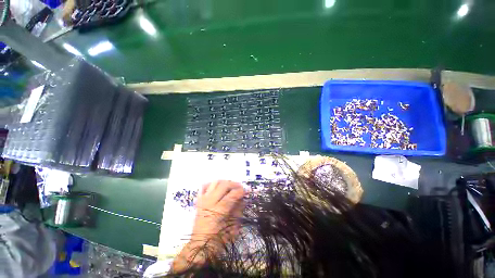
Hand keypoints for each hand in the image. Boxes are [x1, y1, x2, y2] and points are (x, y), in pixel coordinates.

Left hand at [172, 180, 244, 271]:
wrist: (199, 245)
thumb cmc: (217, 240)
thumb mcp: (232, 228)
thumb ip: (238, 211)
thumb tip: (243, 200)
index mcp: (217, 212)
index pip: (231, 196)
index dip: (240, 191)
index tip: (246, 191)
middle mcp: (209, 203)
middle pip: (223, 186)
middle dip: (234, 184)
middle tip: (240, 187)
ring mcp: (203, 200)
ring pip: (215, 183)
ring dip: (225, 182)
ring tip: (230, 186)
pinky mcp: (199, 200)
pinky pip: (205, 186)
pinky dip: (212, 184)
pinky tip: (218, 187)